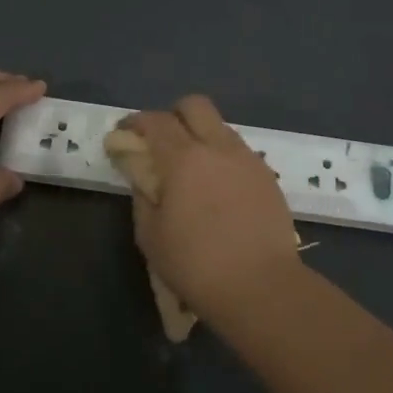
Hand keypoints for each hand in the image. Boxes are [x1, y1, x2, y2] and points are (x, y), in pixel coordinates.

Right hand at [119, 95, 301, 315]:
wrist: (262, 287)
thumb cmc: (196, 265)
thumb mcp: (151, 235)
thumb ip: (143, 196)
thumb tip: (143, 176)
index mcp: (184, 158)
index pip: (155, 121)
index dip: (135, 122)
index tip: (124, 134)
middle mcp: (218, 147)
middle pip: (194, 106)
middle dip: (173, 115)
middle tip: (161, 142)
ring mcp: (247, 160)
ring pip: (220, 127)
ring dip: (201, 136)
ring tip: (192, 170)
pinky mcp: (268, 177)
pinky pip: (239, 152)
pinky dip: (222, 158)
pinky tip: (218, 189)